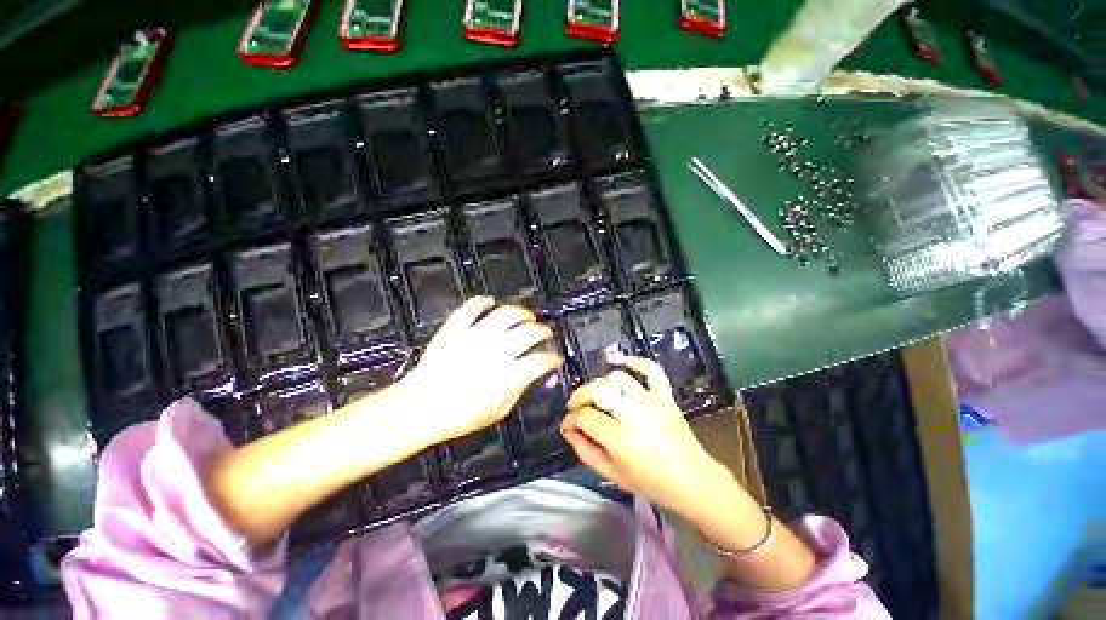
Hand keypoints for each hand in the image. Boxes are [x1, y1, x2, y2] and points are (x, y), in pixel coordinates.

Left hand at [401, 297, 561, 447]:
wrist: (420, 408)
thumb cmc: (459, 416)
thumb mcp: (498, 411)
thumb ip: (520, 389)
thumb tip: (535, 375)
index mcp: (507, 376)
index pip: (541, 361)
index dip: (553, 358)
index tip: (555, 359)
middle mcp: (496, 352)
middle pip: (530, 332)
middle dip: (543, 331)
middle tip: (545, 333)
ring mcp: (475, 336)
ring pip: (507, 314)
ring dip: (522, 313)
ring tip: (526, 316)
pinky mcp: (456, 328)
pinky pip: (473, 307)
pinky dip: (483, 302)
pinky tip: (491, 303)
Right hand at [561, 357, 725, 516]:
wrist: (692, 480)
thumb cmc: (650, 482)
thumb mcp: (612, 475)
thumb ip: (585, 451)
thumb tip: (568, 429)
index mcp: (620, 440)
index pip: (586, 417)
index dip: (571, 418)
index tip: (568, 423)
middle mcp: (634, 415)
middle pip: (598, 391)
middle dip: (580, 396)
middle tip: (576, 407)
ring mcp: (651, 402)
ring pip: (618, 379)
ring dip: (601, 384)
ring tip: (597, 396)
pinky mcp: (665, 396)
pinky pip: (652, 371)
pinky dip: (638, 362)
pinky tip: (624, 362)